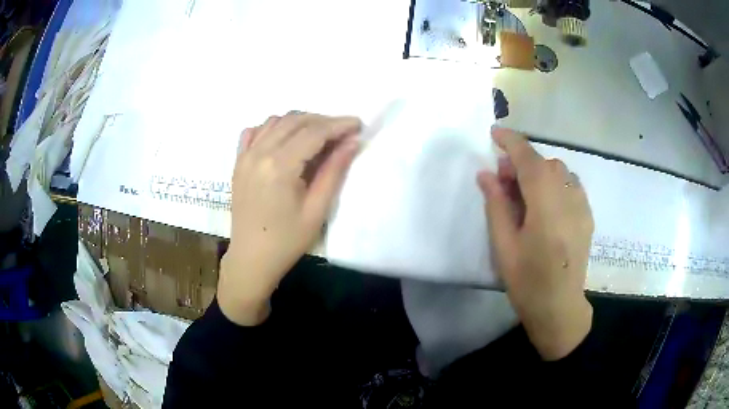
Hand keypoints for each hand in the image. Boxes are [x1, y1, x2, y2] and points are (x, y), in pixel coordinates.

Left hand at [218, 113, 360, 325]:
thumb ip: (334, 172)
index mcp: (279, 166)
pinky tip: (285, 139)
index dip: (338, 125)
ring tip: (319, 135)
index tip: (358, 124)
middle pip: (295, 121)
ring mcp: (245, 156)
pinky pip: (255, 132)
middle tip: (343, 132)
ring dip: (300, 121)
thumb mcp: (317, 210)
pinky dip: (273, 128)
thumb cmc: (287, 241)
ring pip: (275, 121)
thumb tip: (352, 142)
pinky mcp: (238, 162)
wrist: (251, 258)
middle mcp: (259, 153)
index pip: (314, 132)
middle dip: (322, 120)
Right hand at [477, 128, 593, 359]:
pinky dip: (554, 183)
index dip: (511, 141)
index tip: (494, 133)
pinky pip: (570, 184)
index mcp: (546, 204)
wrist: (560, 307)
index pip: (529, 159)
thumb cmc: (527, 281)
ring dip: (539, 173)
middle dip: (523, 163)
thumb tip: (486, 173)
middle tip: (504, 181)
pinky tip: (546, 205)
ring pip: (560, 172)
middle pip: (545, 163)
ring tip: (525, 195)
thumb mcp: (503, 245)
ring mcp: (582, 205)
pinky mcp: (587, 215)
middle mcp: (569, 197)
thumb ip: (496, 204)